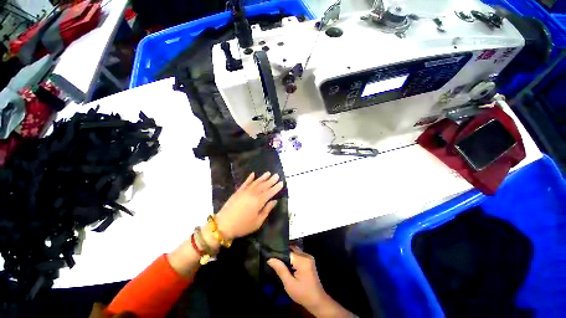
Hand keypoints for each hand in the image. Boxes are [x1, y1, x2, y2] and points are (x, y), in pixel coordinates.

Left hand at [215, 172, 283, 238]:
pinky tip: (253, 174)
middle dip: (270, 181)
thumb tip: (274, 201)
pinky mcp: (237, 193)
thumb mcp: (258, 222)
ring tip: (268, 173)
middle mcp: (252, 194)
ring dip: (262, 178)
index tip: (282, 183)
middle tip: (277, 175)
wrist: (224, 224)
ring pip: (255, 183)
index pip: (269, 193)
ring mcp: (243, 192)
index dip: (276, 188)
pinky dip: (249, 179)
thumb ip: (266, 210)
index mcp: (258, 202)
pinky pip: (244, 183)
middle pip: (263, 186)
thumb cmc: (243, 226)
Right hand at [268, 247, 326, 309]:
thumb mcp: (289, 283)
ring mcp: (309, 260)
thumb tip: (270, 258)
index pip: (287, 250)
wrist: (316, 300)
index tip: (266, 256)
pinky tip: (282, 265)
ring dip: (284, 257)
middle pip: (290, 250)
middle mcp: (307, 257)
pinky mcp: (308, 264)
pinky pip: (297, 257)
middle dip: (280, 254)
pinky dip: (289, 260)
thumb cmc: (302, 293)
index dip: (276, 253)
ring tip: (273, 262)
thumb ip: (280, 269)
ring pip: (293, 253)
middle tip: (268, 259)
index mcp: (303, 260)